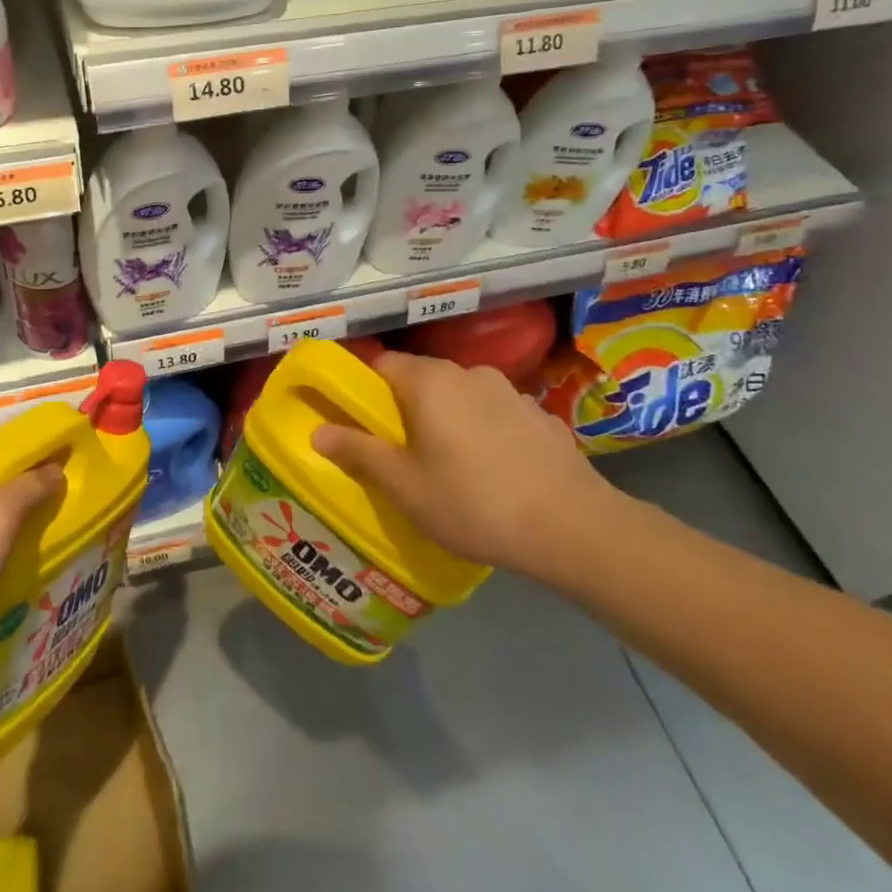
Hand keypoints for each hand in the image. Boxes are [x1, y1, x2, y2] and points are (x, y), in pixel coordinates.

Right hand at [312, 350, 618, 583]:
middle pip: (421, 378)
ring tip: (450, 464)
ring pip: (461, 396)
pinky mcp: (541, 415)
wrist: (573, 527)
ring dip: (448, 418)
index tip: (359, 421)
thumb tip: (318, 430)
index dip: (363, 388)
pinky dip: (485, 431)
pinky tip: (495, 470)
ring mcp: (510, 391)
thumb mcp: (404, 486)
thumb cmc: (473, 502)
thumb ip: (358, 452)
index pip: (381, 364)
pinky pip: (496, 414)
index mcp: (429, 381)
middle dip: (405, 407)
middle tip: (399, 451)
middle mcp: (468, 372)